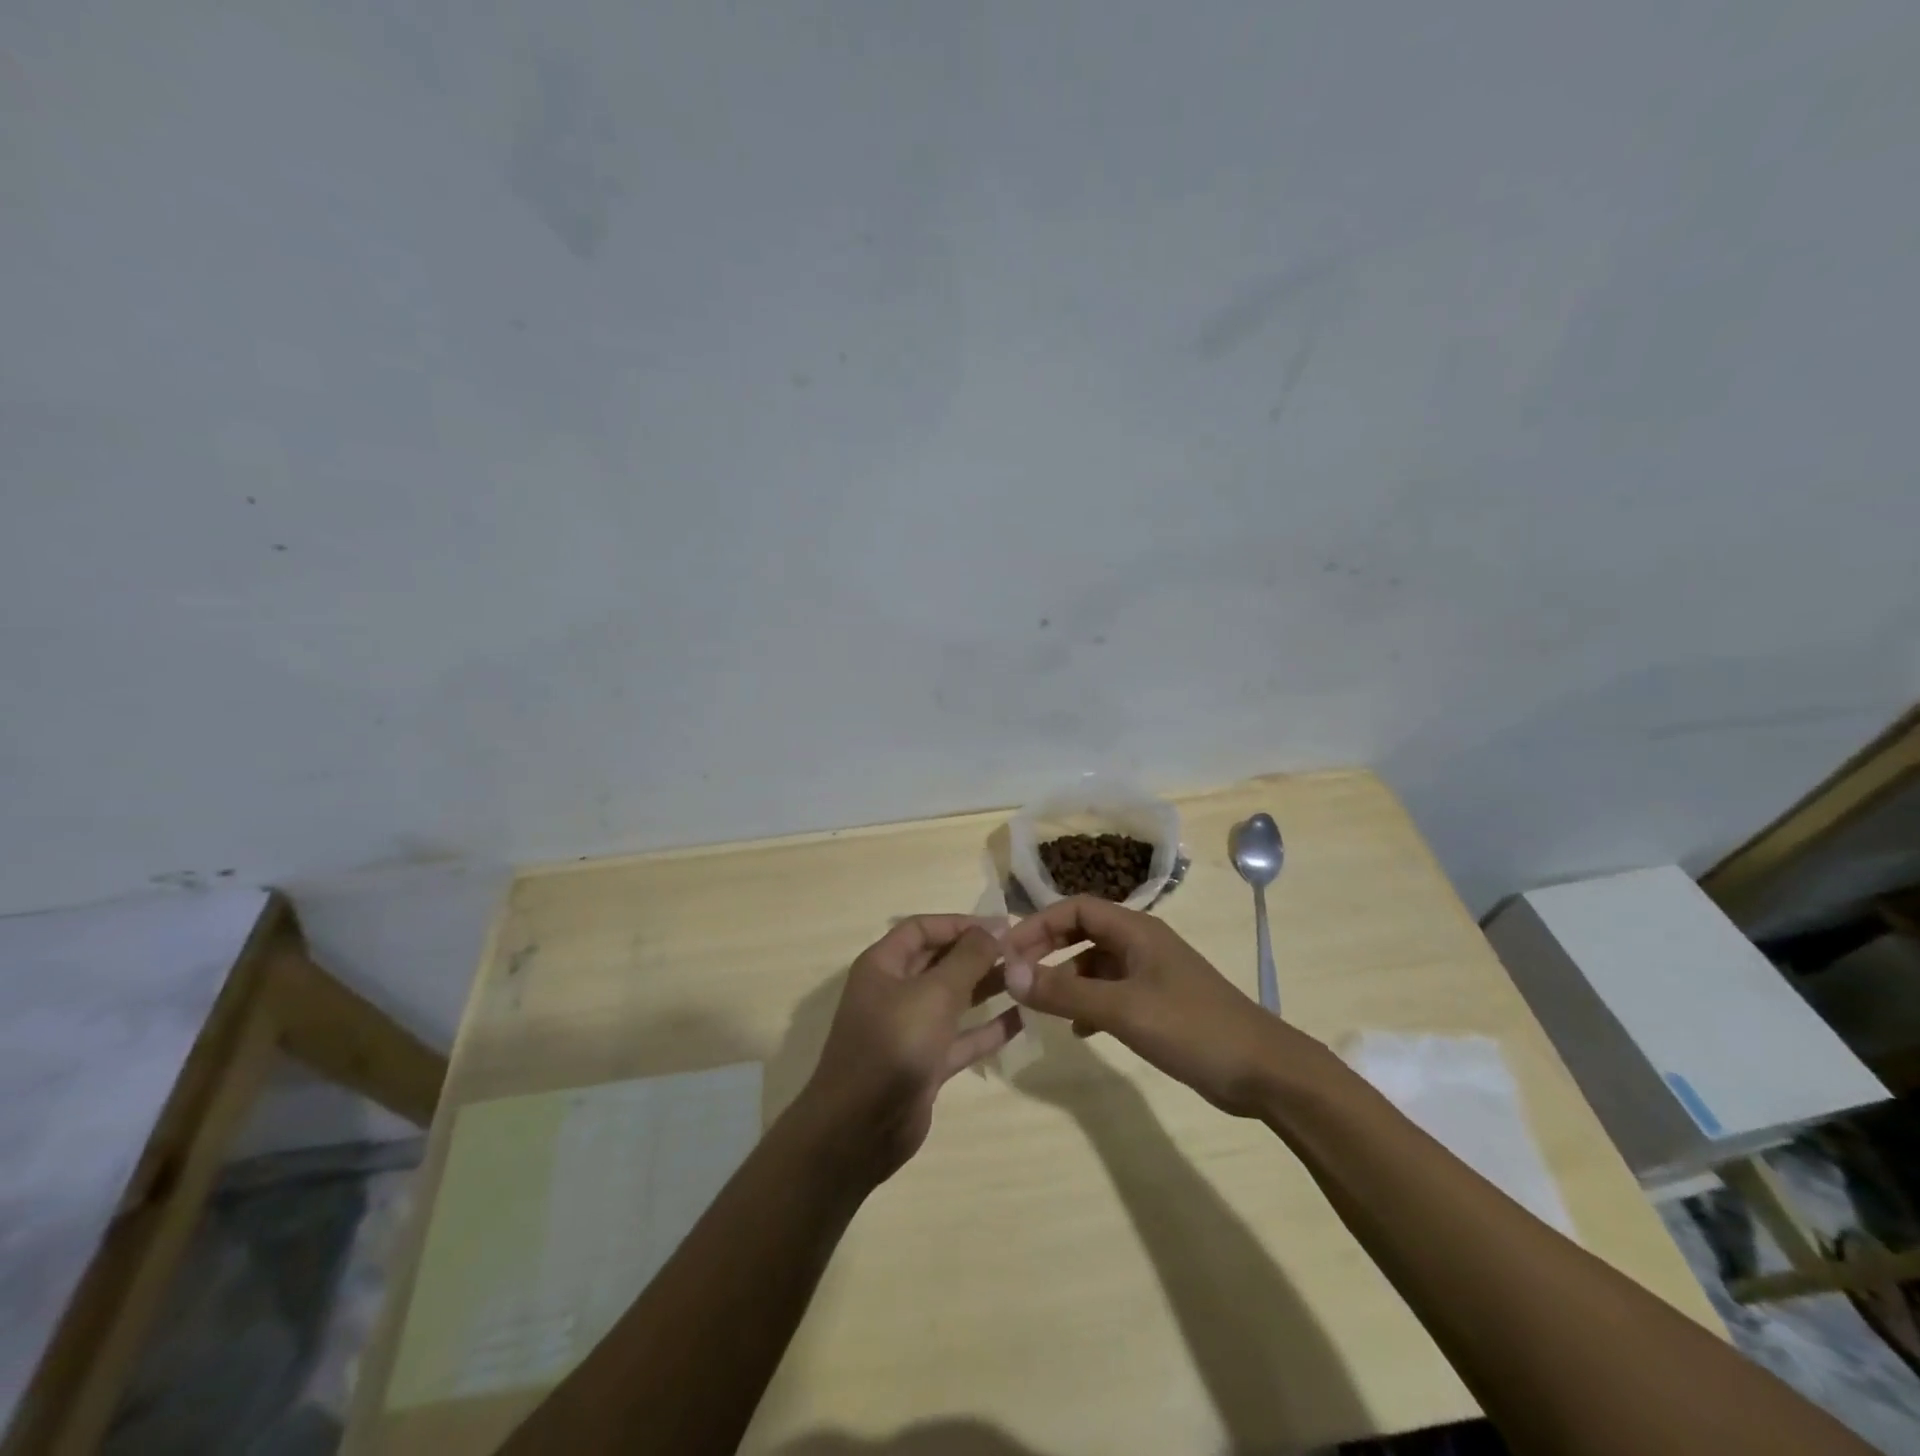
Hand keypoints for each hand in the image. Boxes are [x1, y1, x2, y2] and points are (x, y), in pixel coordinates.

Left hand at [795, 917, 1022, 1183]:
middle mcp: (894, 992)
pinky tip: (1020, 1020)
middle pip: (939, 961)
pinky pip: (960, 1038)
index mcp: (883, 965)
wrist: (860, 1129)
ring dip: (985, 987)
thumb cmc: (895, 1044)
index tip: (1001, 926)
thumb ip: (967, 958)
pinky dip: (986, 1029)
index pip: (922, 928)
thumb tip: (993, 928)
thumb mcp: (934, 993)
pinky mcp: (924, 1064)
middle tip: (1022, 952)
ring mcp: (909, 1030)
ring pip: (952, 999)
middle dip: (977, 954)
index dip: (960, 923)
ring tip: (1026, 978)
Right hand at [1002, 896, 1311, 1116]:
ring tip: (1041, 1005)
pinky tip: (1079, 1029)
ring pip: (1096, 963)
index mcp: (1136, 930)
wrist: (1264, 1072)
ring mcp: (1153, 973)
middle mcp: (1142, 943)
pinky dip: (1089, 1002)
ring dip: (1067, 977)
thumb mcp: (1123, 1009)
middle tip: (1017, 976)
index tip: (1008, 953)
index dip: (1038, 924)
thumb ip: (1065, 991)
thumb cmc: (1193, 1029)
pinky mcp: (1160, 1002)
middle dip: (1048, 948)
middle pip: (1083, 931)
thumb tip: (1010, 973)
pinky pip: (1112, 991)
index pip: (1075, 908)